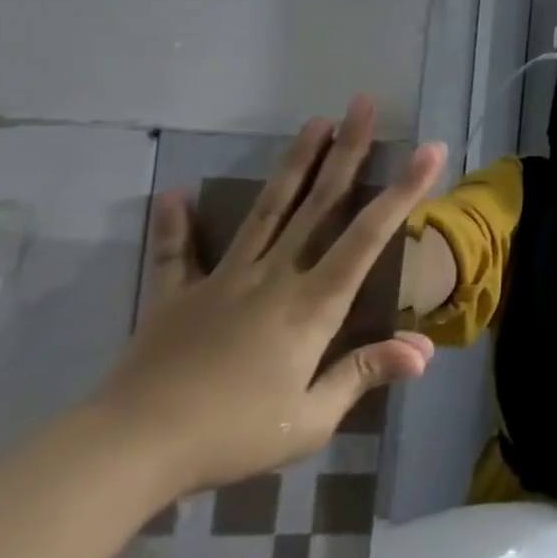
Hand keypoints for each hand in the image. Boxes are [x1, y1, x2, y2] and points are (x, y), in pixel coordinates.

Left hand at [92, 96, 446, 496]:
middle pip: (319, 203)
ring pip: (267, 210)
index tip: (430, 149)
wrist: (126, 453)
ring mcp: (223, 280)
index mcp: (312, 304)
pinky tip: (175, 193)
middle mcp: (274, 276)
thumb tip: (425, 350)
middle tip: (363, 104)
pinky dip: (175, 224)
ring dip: (294, 163)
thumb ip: (364, 374)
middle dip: (348, 150)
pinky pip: (177, 254)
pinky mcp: (175, 297)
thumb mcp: (309, 420)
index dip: (404, 190)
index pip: (369, 236)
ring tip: (314, 121)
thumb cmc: (231, 436)